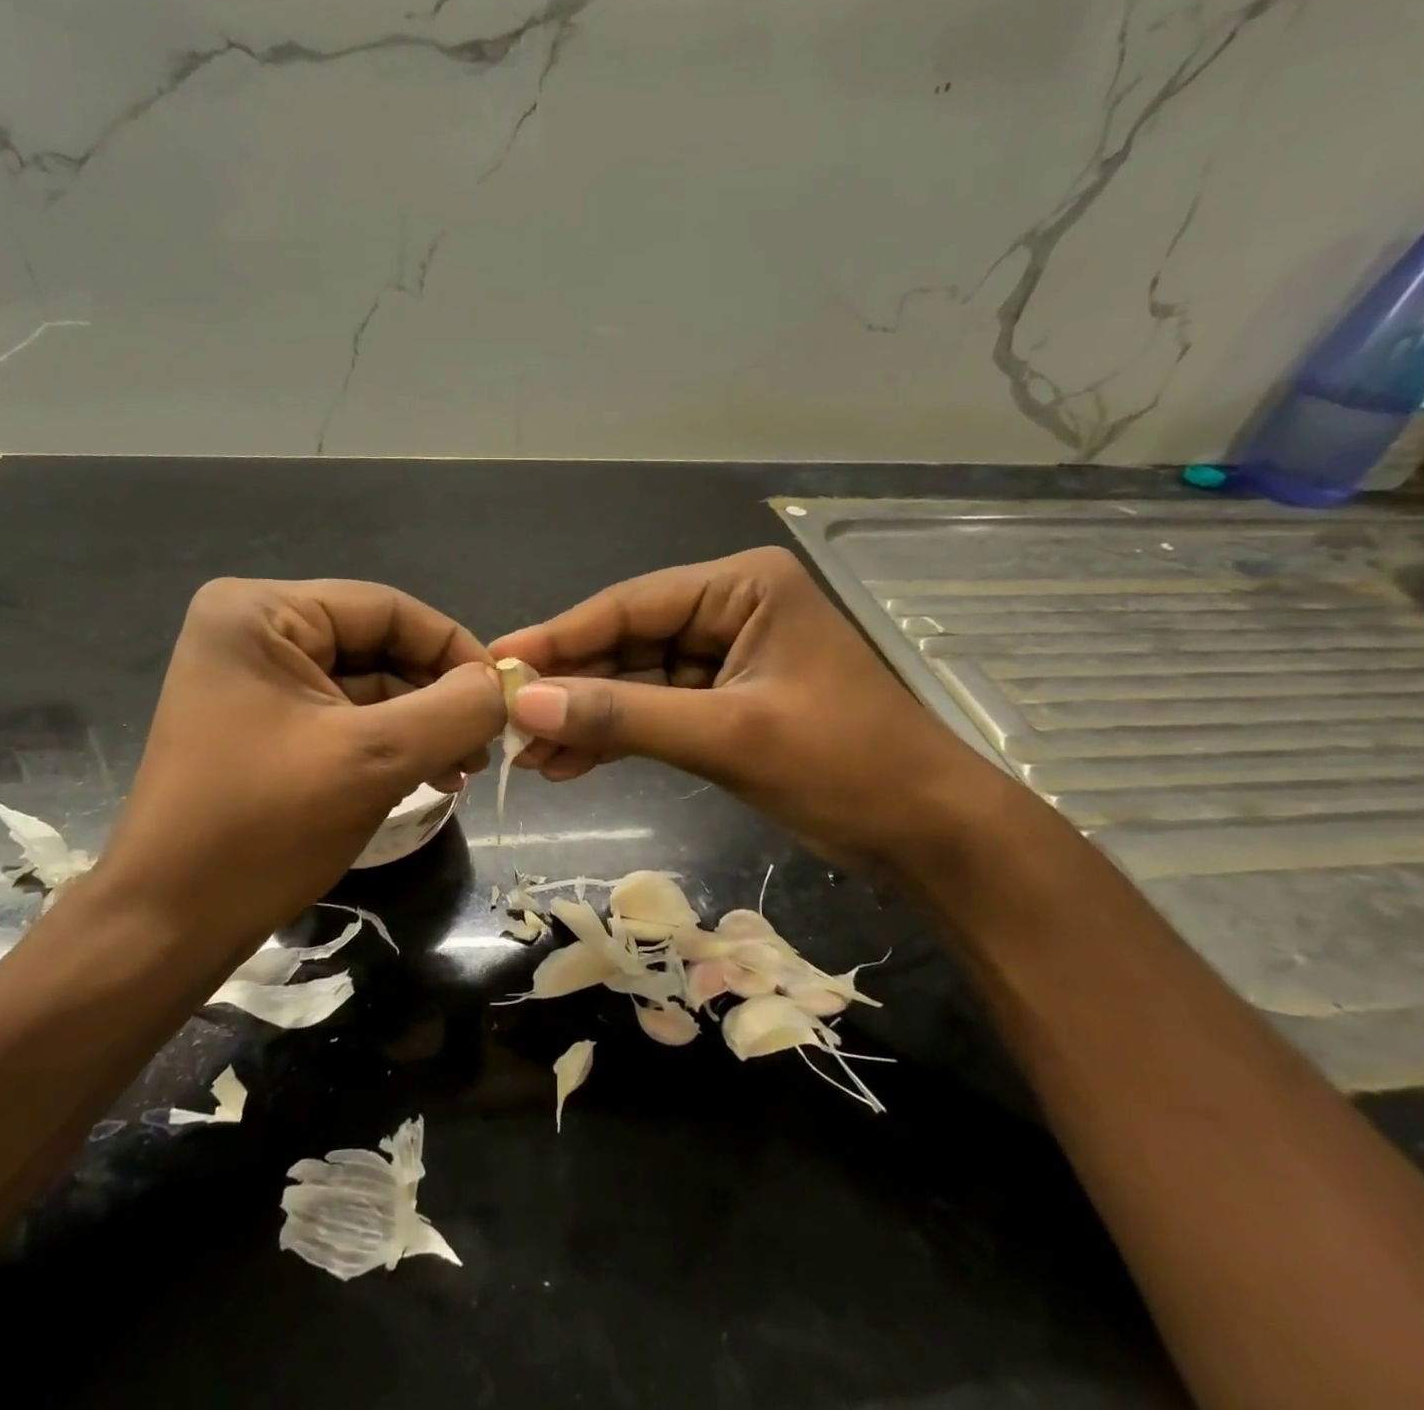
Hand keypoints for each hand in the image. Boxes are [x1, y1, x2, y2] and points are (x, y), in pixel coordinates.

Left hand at [86, 578, 503, 967]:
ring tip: (462, 771)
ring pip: (368, 686)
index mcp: (260, 613)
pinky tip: (429, 777)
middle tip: (486, 746)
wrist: (169, 926)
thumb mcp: (373, 759)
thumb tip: (505, 687)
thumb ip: (454, 710)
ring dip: (421, 725)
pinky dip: (392, 745)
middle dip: (438, 696)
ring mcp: (257, 681)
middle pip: (378, 646)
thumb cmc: (263, 828)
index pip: (387, 608)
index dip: (454, 649)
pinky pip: (346, 719)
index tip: (504, 699)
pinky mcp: (265, 725)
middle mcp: (254, 632)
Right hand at [490, 547, 1010, 867]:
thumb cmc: (845, 766)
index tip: (495, 662)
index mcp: (742, 588)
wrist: (928, 835)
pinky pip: (655, 713)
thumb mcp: (728, 736)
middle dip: (569, 688)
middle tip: (503, 720)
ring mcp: (726, 660)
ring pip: (635, 683)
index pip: (629, 605)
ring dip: (585, 719)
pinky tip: (569, 763)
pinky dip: (615, 738)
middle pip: (626, 643)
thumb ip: (623, 717)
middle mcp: (730, 611)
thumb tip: (524, 703)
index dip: (559, 637)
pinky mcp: (724, 705)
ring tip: (529, 757)